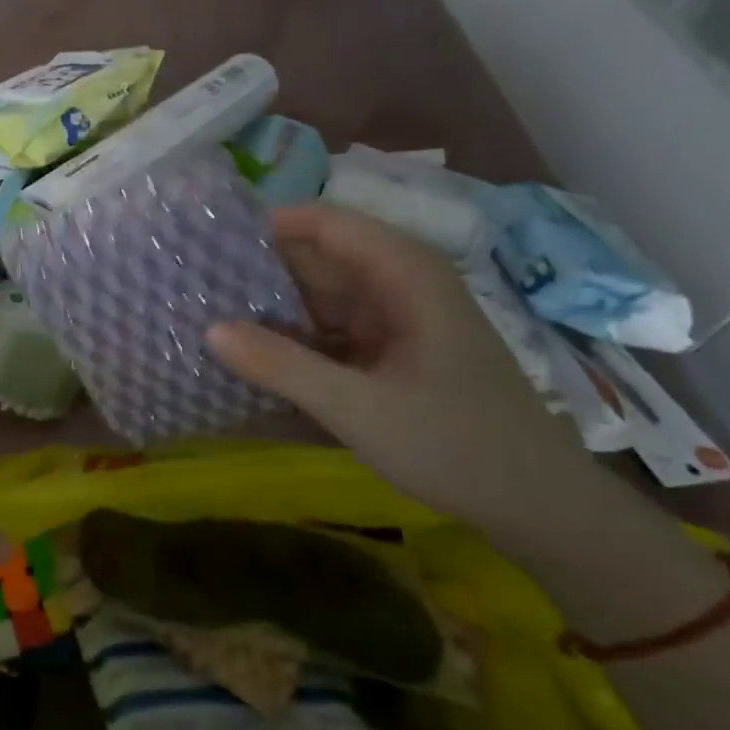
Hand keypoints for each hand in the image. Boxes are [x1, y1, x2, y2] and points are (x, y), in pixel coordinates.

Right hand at [207, 205, 594, 530]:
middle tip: (191, 286)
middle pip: (317, 259)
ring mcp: (394, 321)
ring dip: (269, 308)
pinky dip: (291, 339)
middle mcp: (399, 286)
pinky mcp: (388, 353)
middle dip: (258, 269)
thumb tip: (209, 330)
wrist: (538, 506)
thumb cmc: (458, 446)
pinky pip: (328, 331)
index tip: (207, 243)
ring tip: (204, 315)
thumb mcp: (359, 408)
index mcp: (405, 276)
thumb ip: (283, 367)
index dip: (267, 226)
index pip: (326, 223)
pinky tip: (250, 354)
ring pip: (318, 298)